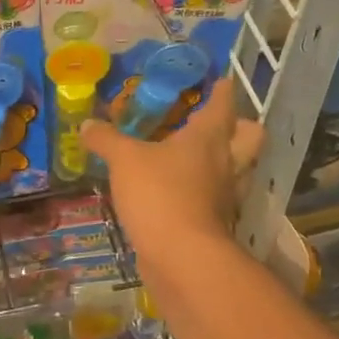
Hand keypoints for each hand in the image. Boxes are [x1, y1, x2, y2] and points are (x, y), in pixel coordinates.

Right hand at [82, 77, 262, 269]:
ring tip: (199, 159)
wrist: (181, 257)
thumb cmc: (159, 194)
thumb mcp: (123, 160)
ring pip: (239, 169)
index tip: (220, 81)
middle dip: (239, 126)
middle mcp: (226, 162)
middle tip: (214, 124)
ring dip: (226, 161)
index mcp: (209, 137)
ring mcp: (226, 195)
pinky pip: (218, 198)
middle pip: (251, 136)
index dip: (222, 90)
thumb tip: (87, 124)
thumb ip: (106, 139)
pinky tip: (184, 194)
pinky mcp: (217, 223)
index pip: (223, 103)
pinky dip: (207, 193)